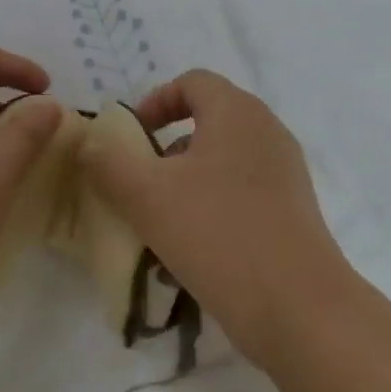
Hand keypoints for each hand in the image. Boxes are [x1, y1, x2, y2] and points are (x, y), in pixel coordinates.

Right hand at [80, 69, 348, 371]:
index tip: (131, 137)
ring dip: (182, 188)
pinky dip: (209, 213)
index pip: (193, 82)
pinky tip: (186, 258)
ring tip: (156, 229)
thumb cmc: (217, 234)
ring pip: (220, 166)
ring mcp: (285, 175)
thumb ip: (108, 163)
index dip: (155, 101)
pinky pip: (240, 198)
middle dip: (164, 152)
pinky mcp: (292, 214)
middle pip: (206, 124)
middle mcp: (267, 133)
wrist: (299, 309)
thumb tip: (91, 145)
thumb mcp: (145, 196)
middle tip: (139, 183)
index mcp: (237, 113)